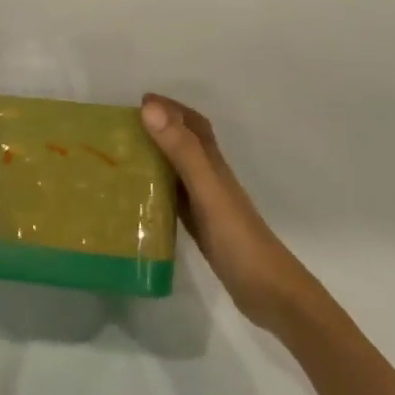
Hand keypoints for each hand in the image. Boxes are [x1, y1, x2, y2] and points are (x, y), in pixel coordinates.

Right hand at [142, 95, 312, 331]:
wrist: (269, 293)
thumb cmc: (238, 237)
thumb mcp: (206, 189)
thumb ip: (182, 150)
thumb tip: (150, 108)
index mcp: (213, 165)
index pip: (194, 125)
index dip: (171, 108)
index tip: (141, 101)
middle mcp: (211, 179)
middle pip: (186, 143)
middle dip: (161, 128)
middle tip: (126, 127)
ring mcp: (208, 205)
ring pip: (179, 170)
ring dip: (157, 156)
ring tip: (125, 156)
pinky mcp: (203, 229)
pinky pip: (176, 198)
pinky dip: (158, 189)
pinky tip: (141, 198)